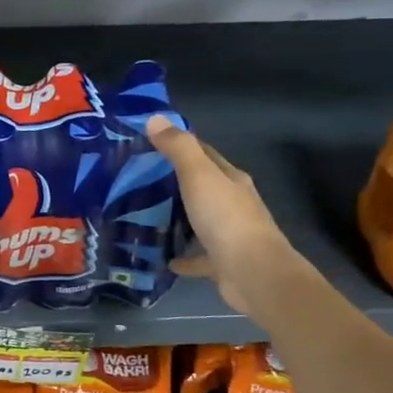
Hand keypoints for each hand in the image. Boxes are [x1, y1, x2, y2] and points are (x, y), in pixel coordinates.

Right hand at [147, 115, 312, 322]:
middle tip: (137, 180)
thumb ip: (178, 148)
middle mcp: (233, 204)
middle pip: (202, 186)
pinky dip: (183, 257)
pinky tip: (164, 259)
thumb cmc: (226, 220)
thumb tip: (156, 118)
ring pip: (200, 221)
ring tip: (145, 217)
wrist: (254, 274)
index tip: (149, 142)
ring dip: (178, 219)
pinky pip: (198, 257)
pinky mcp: (222, 263)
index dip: (180, 145)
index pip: (204, 153)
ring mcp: (229, 235)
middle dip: (174, 182)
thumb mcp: (199, 176)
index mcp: (230, 179)